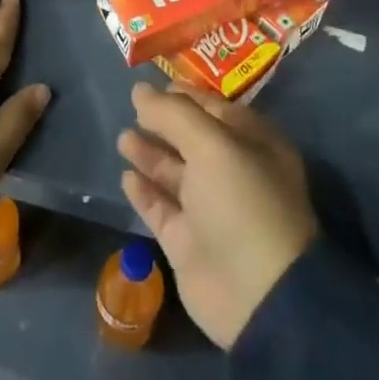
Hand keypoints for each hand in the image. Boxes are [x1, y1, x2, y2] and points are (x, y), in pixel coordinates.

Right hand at [117, 82, 317, 349]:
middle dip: (163, 123)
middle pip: (192, 139)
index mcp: (255, 146)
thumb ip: (173, 114)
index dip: (185, 95)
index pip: (216, 109)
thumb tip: (139, 90)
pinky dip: (144, 190)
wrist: (255, 294)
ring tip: (123, 138)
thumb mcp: (212, 144)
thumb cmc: (242, 202)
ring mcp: (210, 210)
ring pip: (174, 172)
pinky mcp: (188, 242)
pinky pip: (161, 207)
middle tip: (132, 109)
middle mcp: (235, 174)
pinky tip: (126, 176)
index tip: (152, 85)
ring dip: (149, 153)